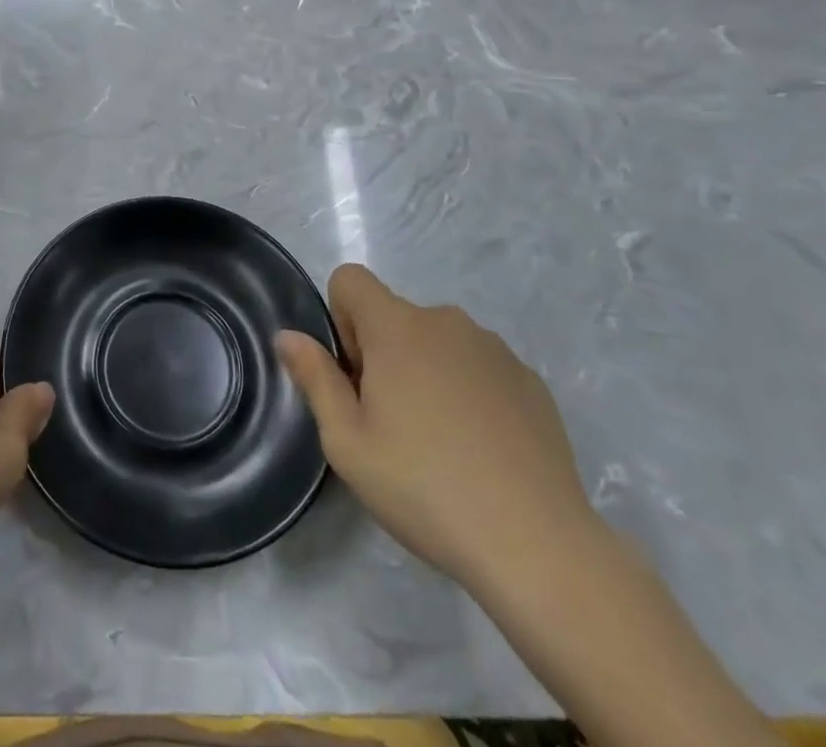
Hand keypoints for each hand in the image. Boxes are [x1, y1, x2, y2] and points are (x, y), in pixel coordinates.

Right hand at [276, 264, 595, 588]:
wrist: (537, 545)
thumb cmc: (424, 487)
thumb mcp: (347, 442)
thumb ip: (314, 378)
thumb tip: (288, 335)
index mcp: (397, 326)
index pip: (350, 279)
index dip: (341, 319)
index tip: (356, 376)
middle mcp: (446, 321)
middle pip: (394, 315)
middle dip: (383, 353)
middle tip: (392, 423)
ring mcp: (495, 349)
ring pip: (438, 342)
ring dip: (427, 370)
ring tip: (441, 443)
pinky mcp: (530, 381)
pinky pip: (480, 367)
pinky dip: (470, 392)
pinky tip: (481, 451)